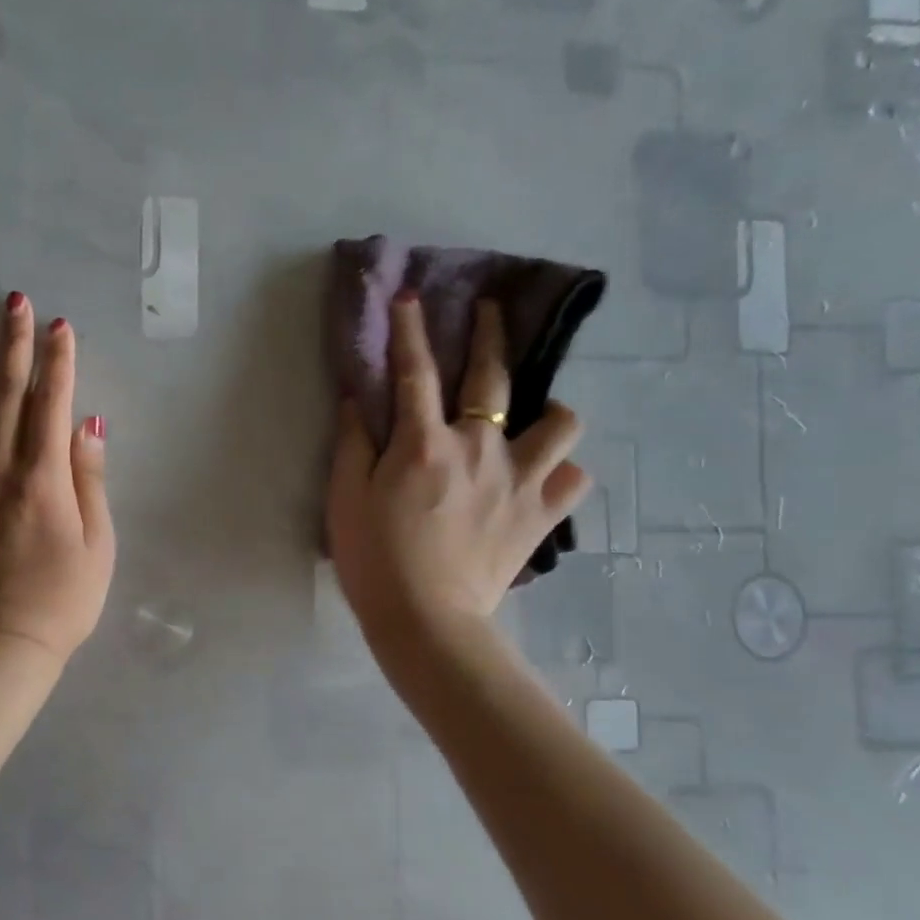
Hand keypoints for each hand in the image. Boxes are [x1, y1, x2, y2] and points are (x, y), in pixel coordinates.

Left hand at [0, 293, 115, 665]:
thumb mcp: (98, 545)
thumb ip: (89, 481)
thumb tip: (88, 424)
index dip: (59, 360)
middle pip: (6, 394)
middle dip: (12, 343)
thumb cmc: (61, 601)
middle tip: (12, 301)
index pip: (52, 403)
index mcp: (43, 478)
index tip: (59, 325)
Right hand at [326, 292, 590, 655]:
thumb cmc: (375, 559)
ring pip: (561, 423)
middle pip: (494, 377)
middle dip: (490, 334)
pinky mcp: (541, 516)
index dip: (410, 331)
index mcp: (424, 443)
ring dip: (550, 412)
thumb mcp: (346, 499)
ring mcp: (519, 480)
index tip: (411, 297)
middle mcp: (479, 448)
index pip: (415, 372)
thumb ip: (353, 444)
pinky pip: (573, 479)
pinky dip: (562, 472)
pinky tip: (545, 478)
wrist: (426, 621)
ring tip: (536, 419)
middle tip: (491, 311)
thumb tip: (360, 400)